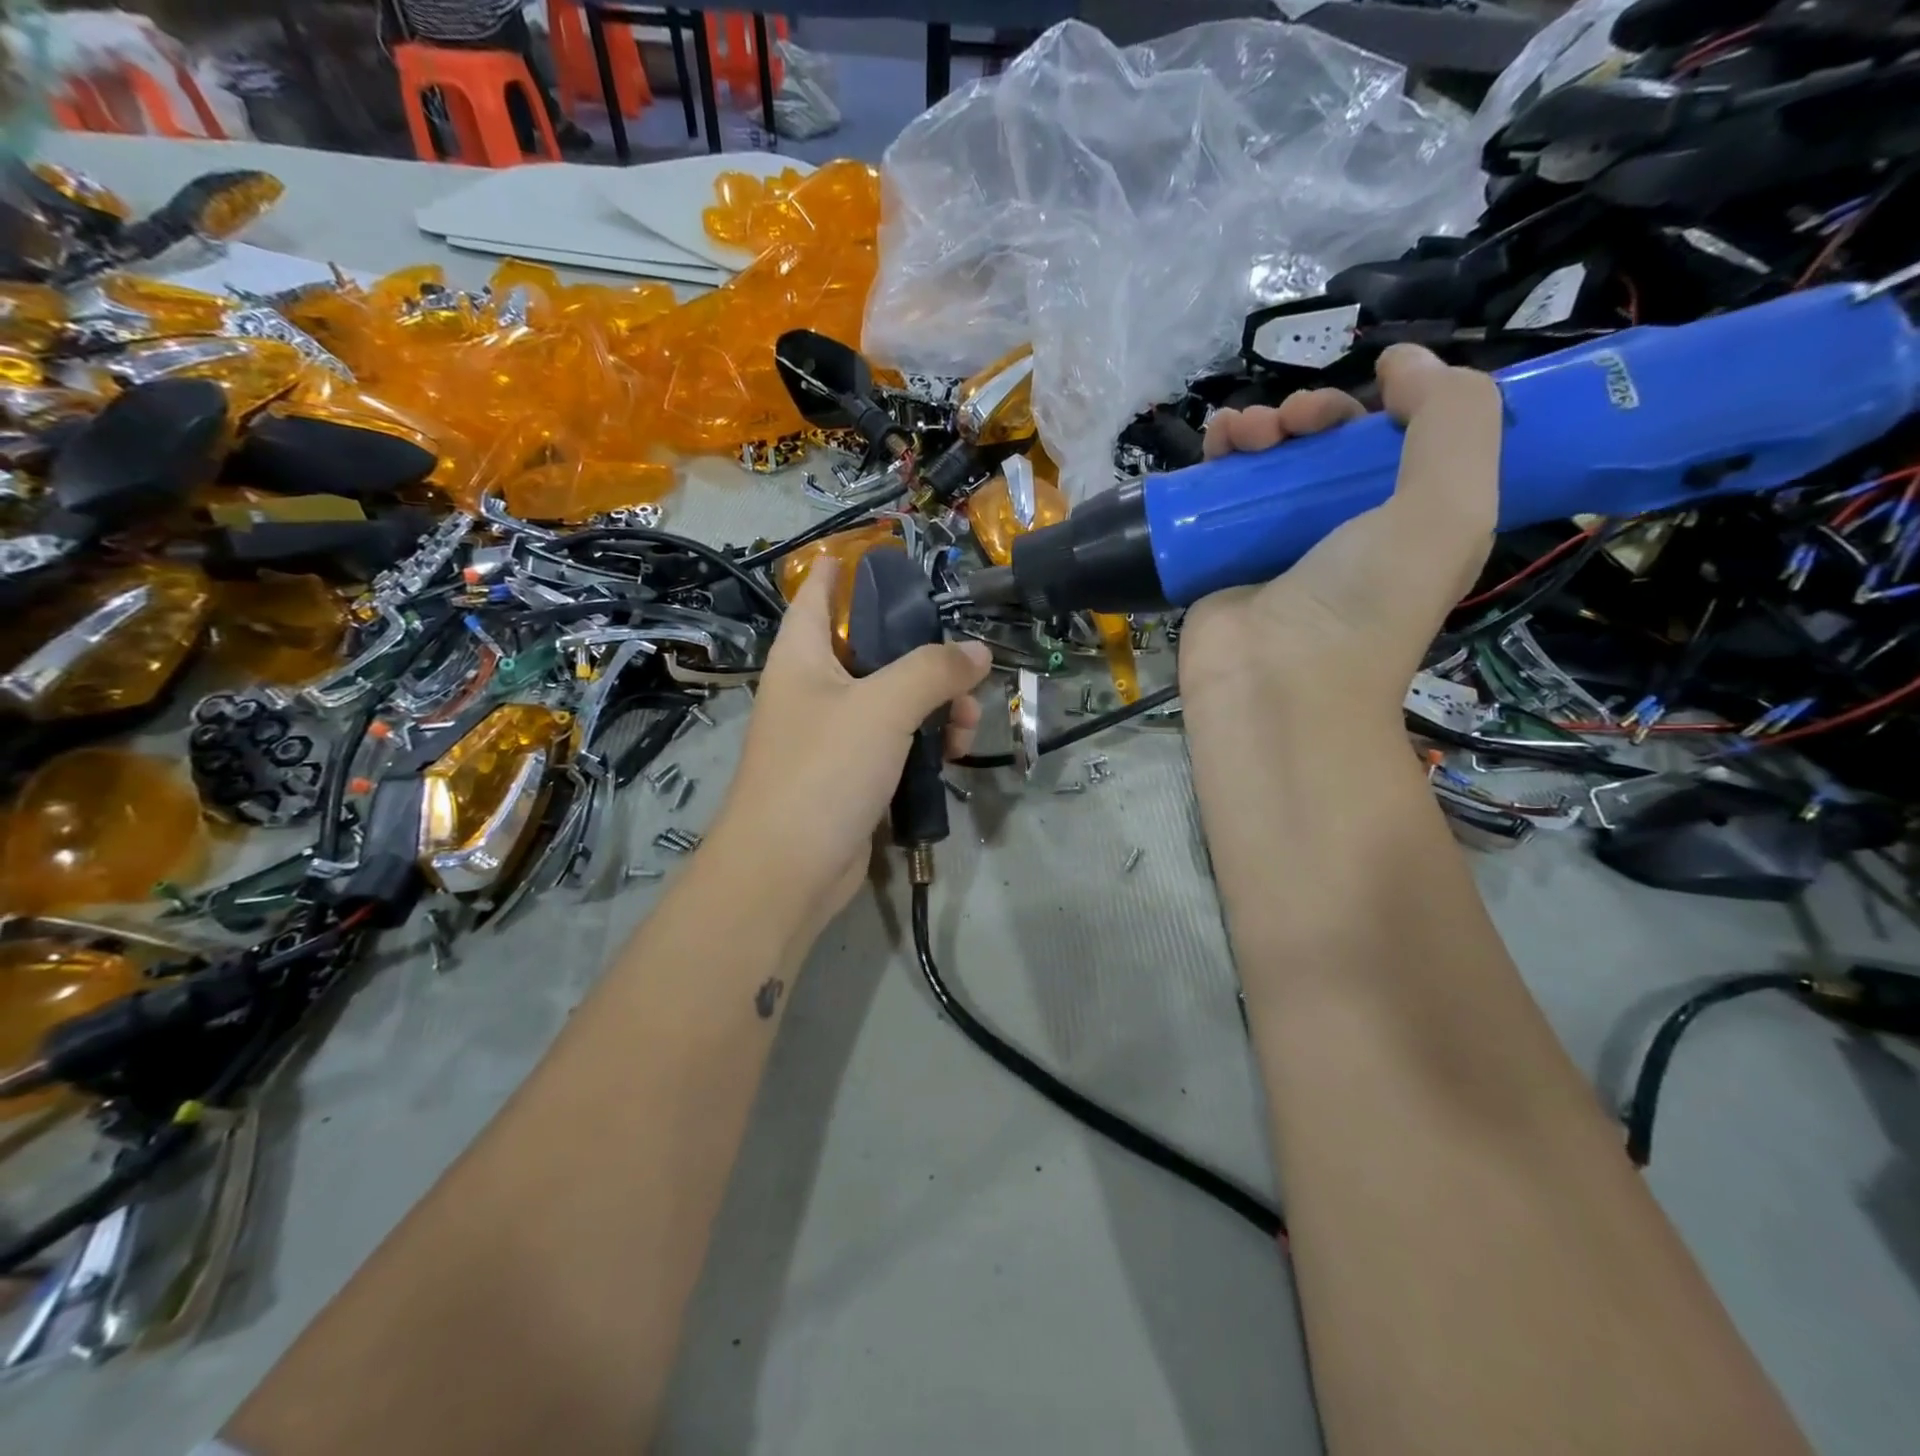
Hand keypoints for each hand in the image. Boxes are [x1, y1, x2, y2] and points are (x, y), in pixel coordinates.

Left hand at [705, 556, 991, 942]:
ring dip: (935, 705)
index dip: (842, 569)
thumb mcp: (884, 707)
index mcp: (802, 657)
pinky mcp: (849, 776)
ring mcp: (830, 736)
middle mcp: (813, 690)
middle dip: (922, 653)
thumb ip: (933, 670)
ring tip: (970, 724)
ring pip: (892, 701)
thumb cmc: (824, 770)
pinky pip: (894, 743)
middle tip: (965, 664)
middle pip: (871, 649)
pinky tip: (955, 755)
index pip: (817, 595)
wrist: (787, 870)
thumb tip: (977, 651)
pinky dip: (924, 743)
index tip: (877, 552)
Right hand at [1180, 345, 1500, 714]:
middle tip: (1293, 422)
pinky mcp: (1222, 561)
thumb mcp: (1449, 507)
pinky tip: (1212, 448)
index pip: (1405, 446)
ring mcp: (1277, 548)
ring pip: (1268, 466)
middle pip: (1329, 449)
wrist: (1276, 683)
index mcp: (1411, 522)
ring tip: (1241, 433)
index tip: (1371, 391)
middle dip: (1312, 414)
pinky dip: (1215, 462)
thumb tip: (1402, 363)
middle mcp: (1345, 532)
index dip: (1392, 406)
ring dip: (1258, 429)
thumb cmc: (1366, 601)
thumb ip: (1452, 419)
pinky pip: (1218, 497)